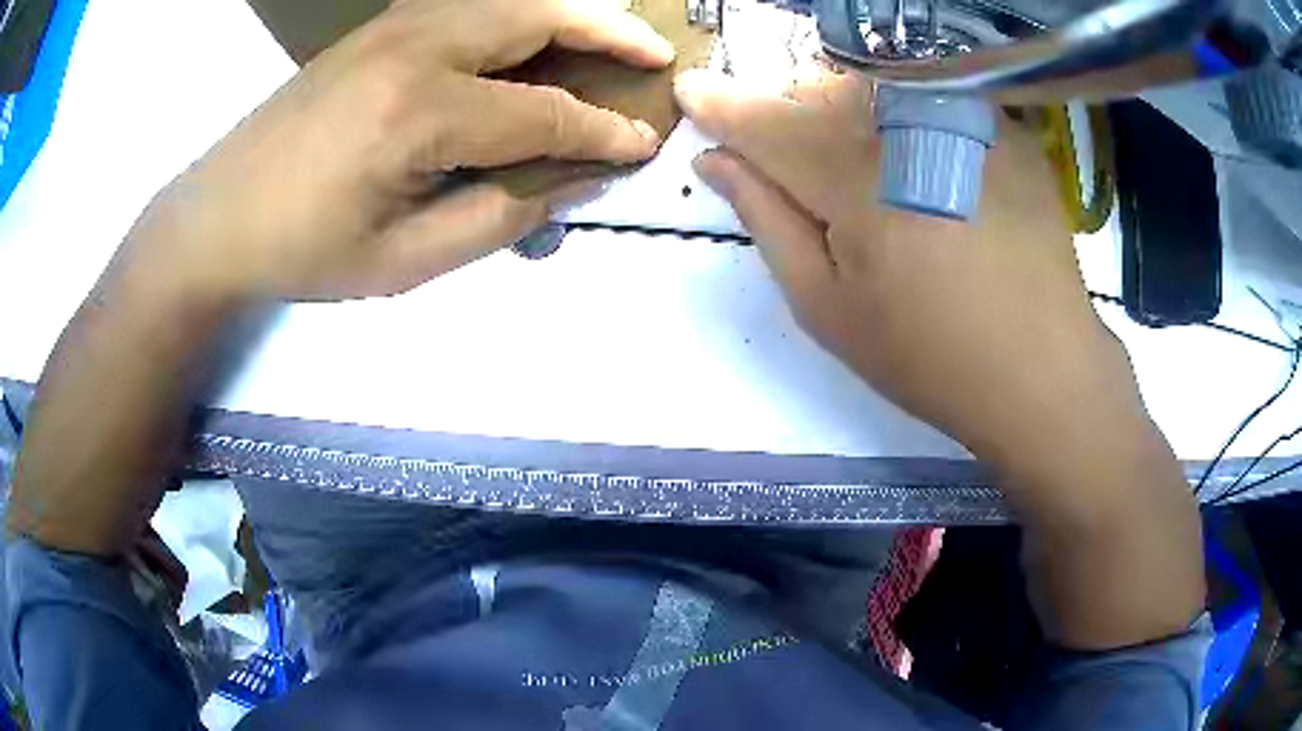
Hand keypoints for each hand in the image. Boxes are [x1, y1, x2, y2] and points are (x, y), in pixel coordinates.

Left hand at [119, 0, 673, 302]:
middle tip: (656, 56)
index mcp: (420, 113)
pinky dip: (517, 15)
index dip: (602, 130)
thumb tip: (577, 180)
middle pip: (538, 18)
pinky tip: (532, 37)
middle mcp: (415, 48)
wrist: (217, 217)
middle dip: (609, 32)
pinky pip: (468, 5)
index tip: (646, 143)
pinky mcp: (376, 28)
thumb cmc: (303, 252)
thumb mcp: (404, 262)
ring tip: (610, 40)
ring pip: (507, 0)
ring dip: (568, 15)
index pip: (544, 112)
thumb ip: (500, 216)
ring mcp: (392, 27)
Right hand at [675, 71, 1146, 467]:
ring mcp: (961, 120)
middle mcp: (904, 127)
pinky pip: (928, 93)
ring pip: (870, 82)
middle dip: (783, 107)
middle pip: (816, 88)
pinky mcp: (1000, 127)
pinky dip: (899, 110)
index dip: (720, 104)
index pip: (763, 120)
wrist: (1041, 366)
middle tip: (780, 148)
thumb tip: (716, 161)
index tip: (690, 91)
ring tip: (848, 154)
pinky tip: (913, 154)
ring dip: (838, 104)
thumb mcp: (827, 307)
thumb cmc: (927, 354)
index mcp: (851, 179)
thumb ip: (766, 221)